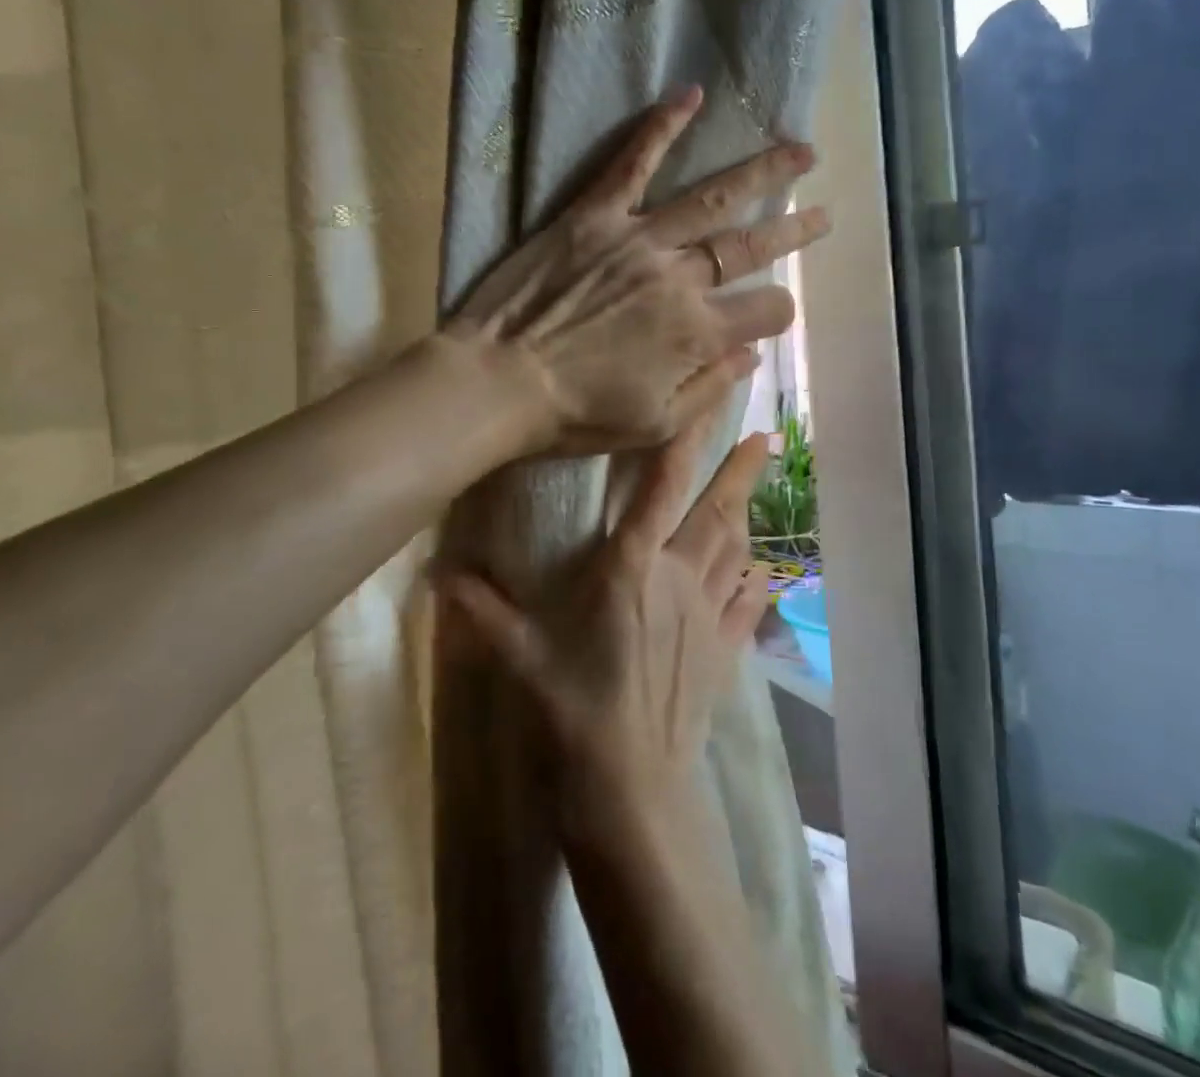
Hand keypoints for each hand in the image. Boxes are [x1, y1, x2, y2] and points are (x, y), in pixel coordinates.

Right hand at [437, 413, 772, 833]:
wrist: (632, 790)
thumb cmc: (572, 713)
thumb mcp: (521, 657)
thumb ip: (483, 612)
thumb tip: (434, 574)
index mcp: (632, 568)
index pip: (661, 490)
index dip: (683, 445)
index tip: (706, 410)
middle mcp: (678, 578)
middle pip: (717, 511)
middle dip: (741, 471)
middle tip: (766, 437)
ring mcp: (708, 615)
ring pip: (735, 550)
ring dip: (747, 514)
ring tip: (756, 489)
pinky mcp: (724, 652)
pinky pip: (746, 604)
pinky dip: (755, 580)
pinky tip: (761, 570)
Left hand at [444, 86, 827, 456]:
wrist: (496, 384)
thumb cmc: (575, 415)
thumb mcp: (655, 426)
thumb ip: (711, 388)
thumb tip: (751, 354)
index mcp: (697, 334)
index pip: (766, 311)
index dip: (778, 313)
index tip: (773, 313)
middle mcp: (679, 279)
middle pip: (751, 247)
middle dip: (795, 231)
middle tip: (825, 212)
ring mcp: (638, 240)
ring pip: (712, 198)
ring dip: (762, 173)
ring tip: (800, 151)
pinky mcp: (593, 216)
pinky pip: (632, 163)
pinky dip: (662, 127)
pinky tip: (692, 94)